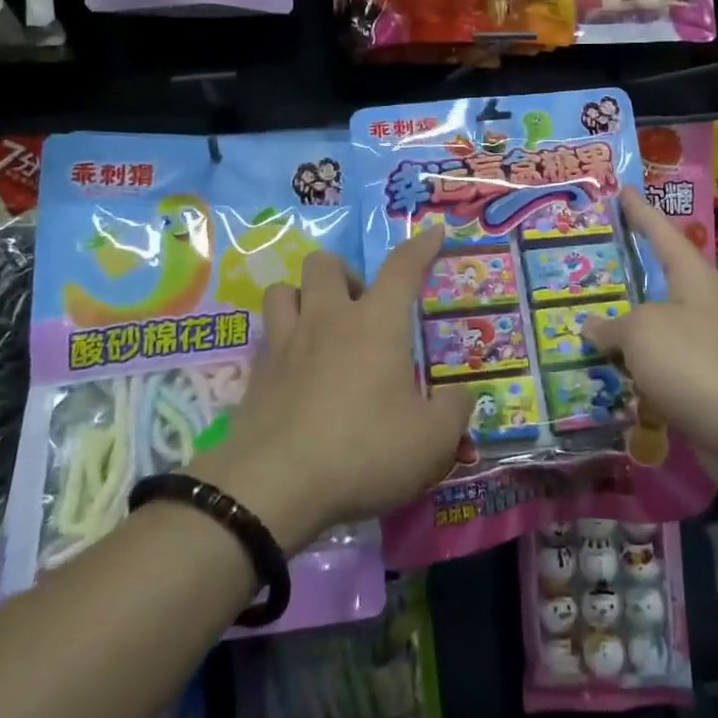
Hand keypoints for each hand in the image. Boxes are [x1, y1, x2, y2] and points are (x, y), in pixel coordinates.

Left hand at [193, 230, 469, 552]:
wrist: (274, 486)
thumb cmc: (363, 451)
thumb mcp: (430, 441)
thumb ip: (453, 411)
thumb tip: (462, 394)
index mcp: (376, 323)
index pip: (402, 268)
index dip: (421, 246)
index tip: (434, 232)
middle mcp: (328, 318)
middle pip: (325, 263)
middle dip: (345, 274)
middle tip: (360, 309)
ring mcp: (286, 342)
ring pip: (284, 289)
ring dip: (303, 297)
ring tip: (320, 328)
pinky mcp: (255, 372)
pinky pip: (266, 334)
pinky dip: (281, 340)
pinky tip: (294, 369)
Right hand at [583, 186, 717, 469]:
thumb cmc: (693, 362)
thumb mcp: (641, 332)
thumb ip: (613, 325)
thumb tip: (593, 328)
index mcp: (693, 277)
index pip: (661, 232)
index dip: (639, 212)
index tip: (622, 191)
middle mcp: (701, 303)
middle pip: (659, 276)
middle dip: (627, 268)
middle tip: (593, 255)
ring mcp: (704, 341)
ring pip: (655, 322)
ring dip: (625, 323)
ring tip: (586, 316)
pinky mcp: (702, 377)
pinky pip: (658, 359)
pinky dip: (634, 361)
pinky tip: (607, 367)